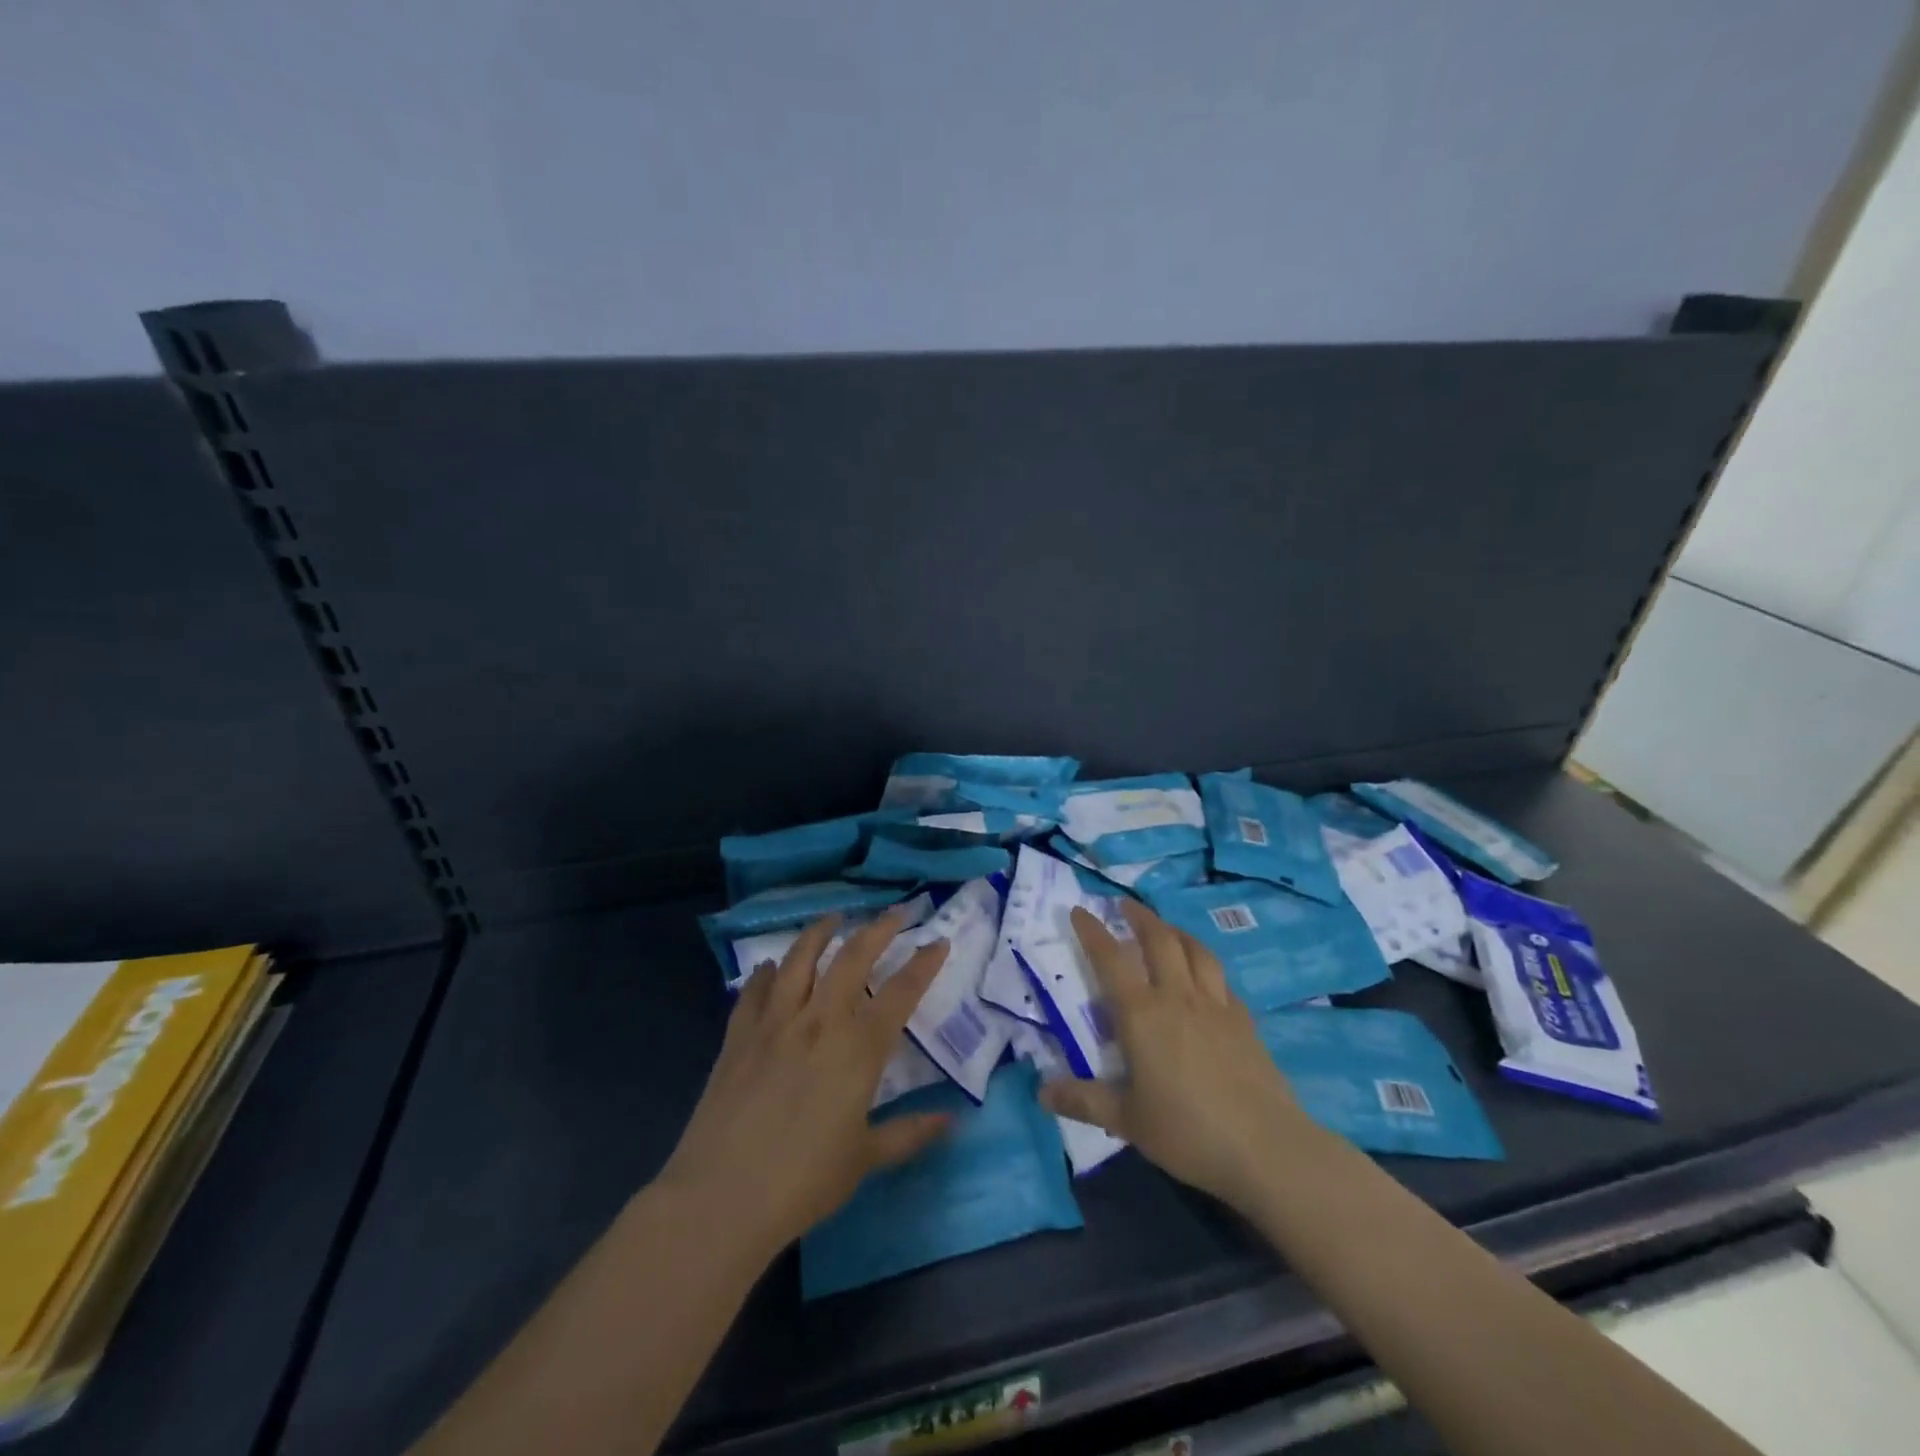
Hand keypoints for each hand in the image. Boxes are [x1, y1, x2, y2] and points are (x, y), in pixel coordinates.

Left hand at [656, 910, 951, 1256]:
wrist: (722, 1197)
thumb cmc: (804, 1181)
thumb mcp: (865, 1159)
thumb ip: (910, 1133)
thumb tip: (953, 1121)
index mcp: (857, 1048)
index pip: (900, 993)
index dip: (923, 964)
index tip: (938, 942)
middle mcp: (819, 1021)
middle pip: (852, 958)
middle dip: (878, 929)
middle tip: (894, 912)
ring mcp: (774, 1023)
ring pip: (800, 960)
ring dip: (819, 932)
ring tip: (833, 917)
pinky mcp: (738, 1035)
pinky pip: (755, 990)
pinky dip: (767, 972)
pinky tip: (772, 967)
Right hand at [1041, 901, 1311, 1212]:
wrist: (1266, 1148)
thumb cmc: (1188, 1132)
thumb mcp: (1127, 1119)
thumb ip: (1083, 1101)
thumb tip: (1042, 1093)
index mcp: (1142, 1014)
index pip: (1110, 959)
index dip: (1092, 932)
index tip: (1078, 910)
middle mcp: (1177, 997)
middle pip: (1159, 940)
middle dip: (1139, 917)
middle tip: (1125, 905)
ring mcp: (1215, 1005)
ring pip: (1195, 950)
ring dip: (1175, 931)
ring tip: (1164, 927)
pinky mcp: (1244, 1020)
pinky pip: (1219, 977)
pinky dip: (1203, 963)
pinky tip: (1203, 975)